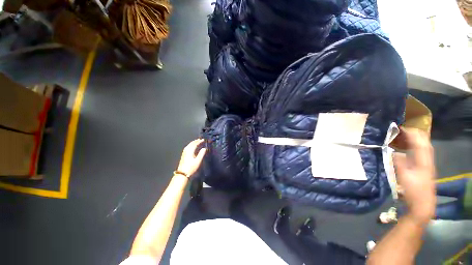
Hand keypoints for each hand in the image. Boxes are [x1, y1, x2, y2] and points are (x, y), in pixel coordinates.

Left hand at [176, 139, 206, 177]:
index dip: (199, 141)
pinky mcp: (183, 155)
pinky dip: (191, 145)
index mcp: (190, 151)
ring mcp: (184, 152)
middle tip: (200, 139)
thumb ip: (201, 154)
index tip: (203, 140)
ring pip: (189, 145)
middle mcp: (186, 150)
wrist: (182, 174)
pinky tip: (192, 147)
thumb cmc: (191, 167)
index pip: (195, 144)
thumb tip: (204, 148)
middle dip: (196, 141)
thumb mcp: (198, 161)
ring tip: (197, 142)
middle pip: (191, 143)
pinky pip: (188, 147)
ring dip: (193, 143)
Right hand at [393, 128, 435, 224]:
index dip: (411, 133)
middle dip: (414, 133)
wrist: (423, 204)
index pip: (420, 142)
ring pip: (424, 146)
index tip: (400, 127)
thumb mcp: (403, 177)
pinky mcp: (425, 167)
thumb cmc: (413, 191)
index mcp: (423, 161)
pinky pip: (422, 151)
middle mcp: (427, 159)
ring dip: (415, 138)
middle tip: (401, 129)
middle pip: (425, 141)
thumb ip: (398, 162)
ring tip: (404, 134)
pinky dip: (415, 145)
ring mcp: (427, 163)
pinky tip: (409, 146)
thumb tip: (392, 151)